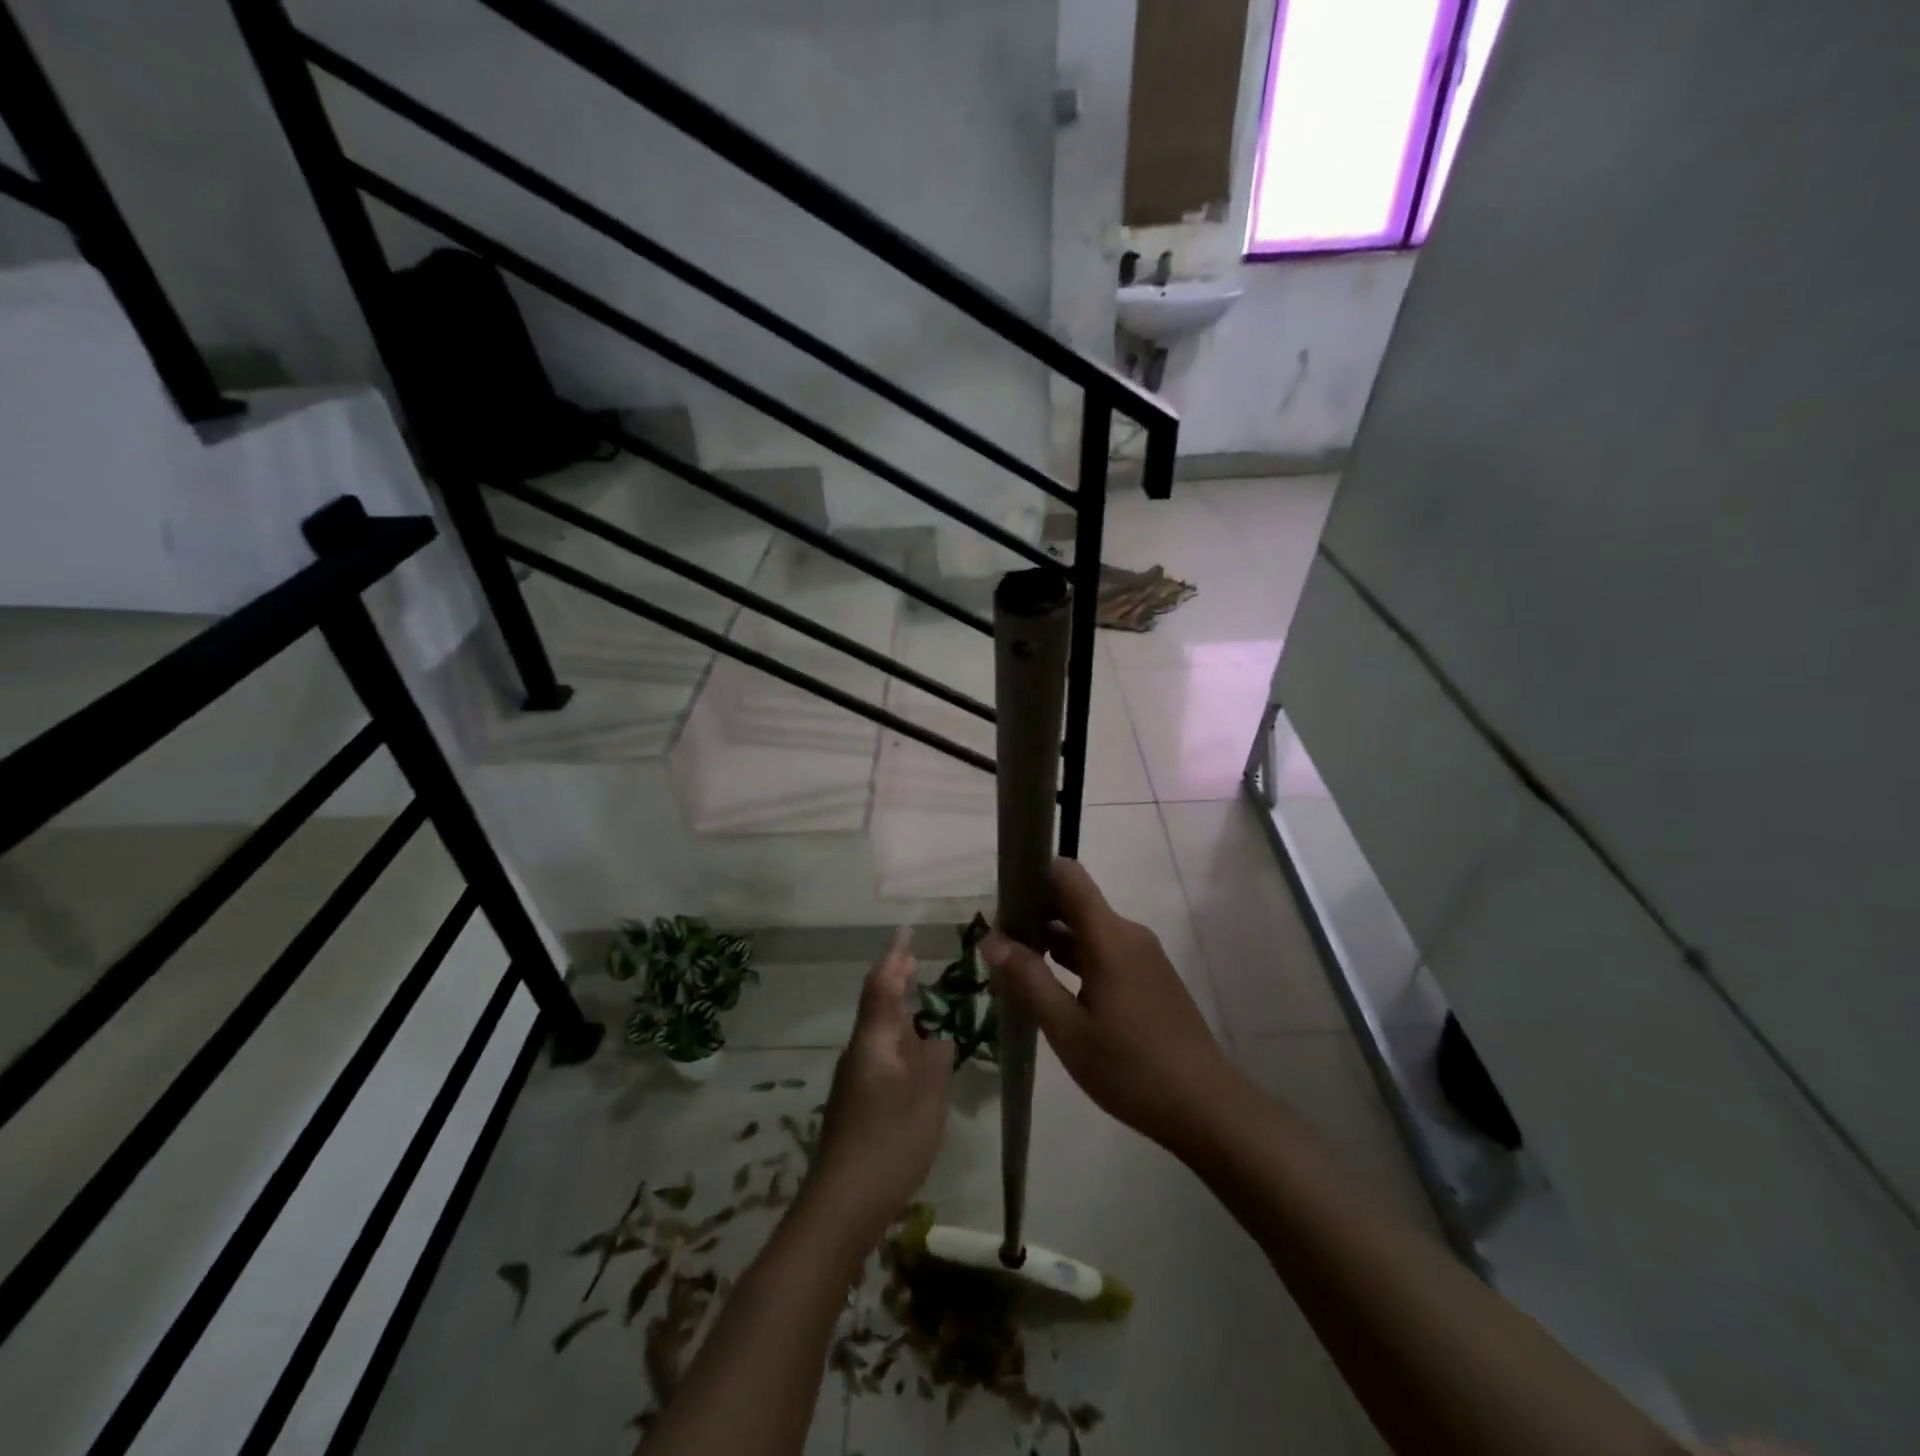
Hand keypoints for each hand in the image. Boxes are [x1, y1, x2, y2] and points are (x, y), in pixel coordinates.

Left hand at [806, 929, 953, 1246]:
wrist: (841, 1204)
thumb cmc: (888, 1144)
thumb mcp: (926, 1099)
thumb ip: (936, 1061)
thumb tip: (940, 1036)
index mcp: (874, 1042)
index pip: (882, 985)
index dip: (894, 956)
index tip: (906, 931)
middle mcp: (859, 1051)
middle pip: (877, 1004)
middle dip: (895, 978)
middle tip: (914, 956)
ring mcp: (855, 1078)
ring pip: (878, 1030)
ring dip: (898, 1008)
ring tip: (920, 996)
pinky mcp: (857, 1102)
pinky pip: (881, 1053)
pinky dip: (899, 1038)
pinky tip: (916, 1052)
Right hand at [982, 859, 1238, 1154]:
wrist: (1205, 1107)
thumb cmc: (1130, 1067)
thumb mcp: (1068, 1029)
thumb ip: (1028, 979)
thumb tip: (991, 938)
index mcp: (1110, 937)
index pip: (1068, 876)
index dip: (1034, 876)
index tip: (1003, 902)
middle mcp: (1129, 934)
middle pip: (1076, 901)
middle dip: (1035, 913)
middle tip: (1000, 945)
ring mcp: (1143, 956)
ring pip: (1089, 929)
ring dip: (1053, 939)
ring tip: (1017, 968)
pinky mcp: (1150, 977)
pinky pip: (1105, 950)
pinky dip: (1076, 958)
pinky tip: (1055, 989)